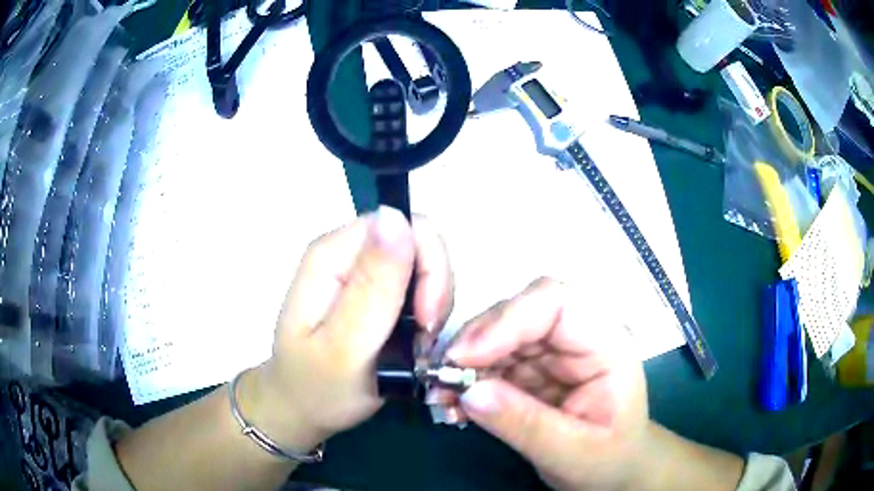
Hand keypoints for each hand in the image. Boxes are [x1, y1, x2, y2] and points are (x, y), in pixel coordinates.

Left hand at [241, 207, 451, 449]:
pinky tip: (414, 343)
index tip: (427, 319)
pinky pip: (419, 288)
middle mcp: (347, 253)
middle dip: (435, 288)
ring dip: (433, 305)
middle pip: (419, 242)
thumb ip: (373, 286)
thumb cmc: (317, 387)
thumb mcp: (345, 346)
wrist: (302, 409)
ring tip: (417, 345)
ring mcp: (361, 272)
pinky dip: (427, 315)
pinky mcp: (374, 292)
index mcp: (333, 254)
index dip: (428, 265)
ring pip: (424, 266)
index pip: (403, 224)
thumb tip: (396, 215)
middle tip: (425, 334)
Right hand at [445, 278, 648, 490]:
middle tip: (441, 379)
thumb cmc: (609, 459)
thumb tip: (467, 392)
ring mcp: (554, 351)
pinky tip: (455, 406)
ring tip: (443, 399)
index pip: (556, 303)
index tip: (464, 357)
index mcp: (606, 343)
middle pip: (519, 313)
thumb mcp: (572, 451)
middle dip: (476, 343)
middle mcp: (579, 337)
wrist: (614, 470)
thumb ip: (523, 423)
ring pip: (500, 336)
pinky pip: (493, 362)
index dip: (506, 319)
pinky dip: (468, 381)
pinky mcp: (533, 369)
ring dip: (464, 364)